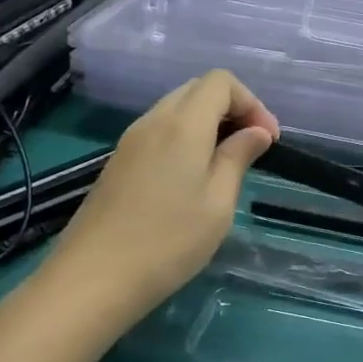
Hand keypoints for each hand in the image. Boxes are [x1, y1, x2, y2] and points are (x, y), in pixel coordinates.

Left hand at [44, 71, 279, 323]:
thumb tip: (256, 132)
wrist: (93, 279)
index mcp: (182, 124)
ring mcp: (131, 141)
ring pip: (176, 109)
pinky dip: (186, 138)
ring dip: (209, 124)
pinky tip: (194, 176)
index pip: (221, 82)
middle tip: (252, 147)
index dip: (252, 102)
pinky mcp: (119, 162)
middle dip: (232, 109)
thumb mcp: (219, 202)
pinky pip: (160, 131)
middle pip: (197, 90)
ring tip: (228, 163)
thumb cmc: (169, 241)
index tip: (268, 140)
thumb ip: (238, 158)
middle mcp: (153, 121)